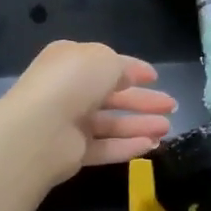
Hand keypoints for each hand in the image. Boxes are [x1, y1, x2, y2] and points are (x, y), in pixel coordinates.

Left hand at [0, 40, 177, 184]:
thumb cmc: (73, 82)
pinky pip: (104, 147)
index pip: (106, 64)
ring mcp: (68, 122)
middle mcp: (68, 90)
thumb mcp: (105, 59)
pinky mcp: (71, 152)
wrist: (39, 128)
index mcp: (70, 61)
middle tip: (171, 106)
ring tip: (167, 129)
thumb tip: (128, 78)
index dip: (133, 70)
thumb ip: (122, 67)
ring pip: (111, 123)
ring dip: (140, 124)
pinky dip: (127, 146)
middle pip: (112, 95)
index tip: (156, 78)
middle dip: (143, 100)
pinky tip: (151, 146)